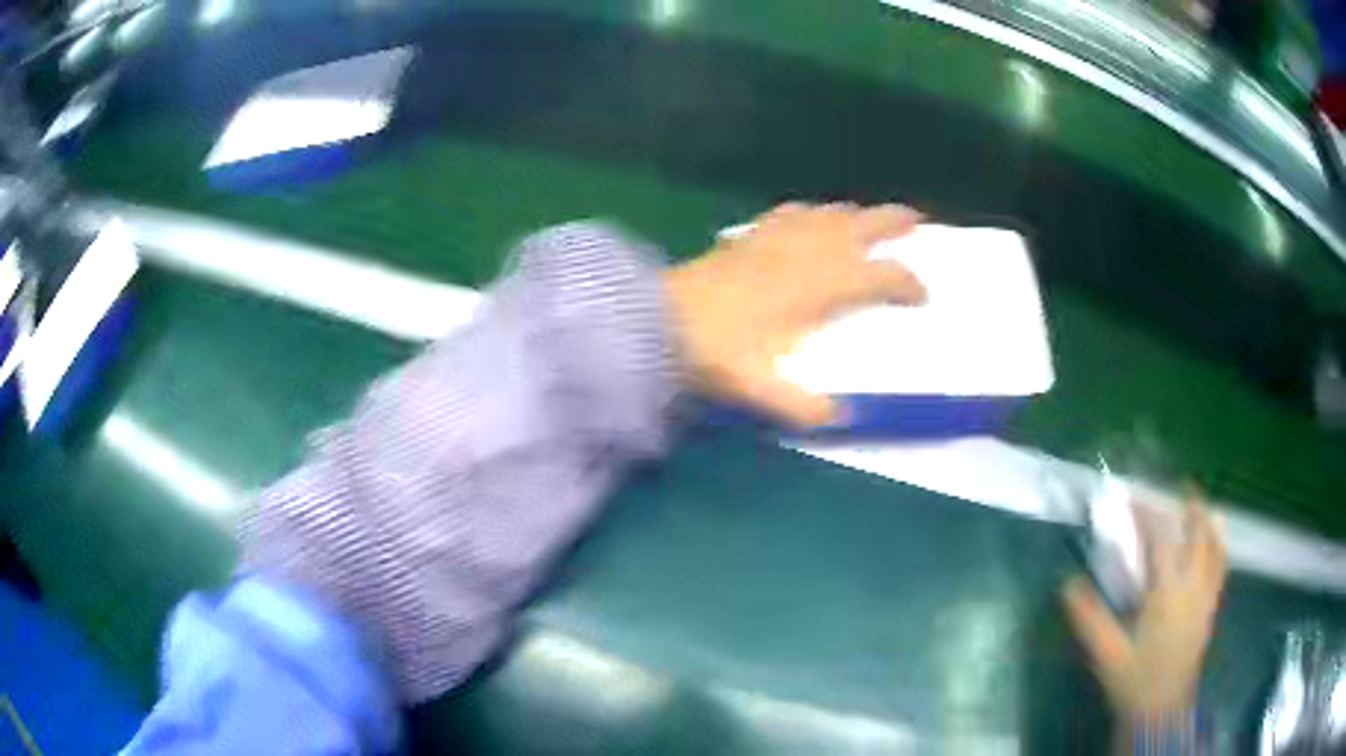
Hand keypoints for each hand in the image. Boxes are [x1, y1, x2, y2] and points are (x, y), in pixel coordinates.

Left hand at [664, 202, 925, 426]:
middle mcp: (801, 255)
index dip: (904, 282)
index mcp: (814, 288)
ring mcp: (772, 240)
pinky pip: (786, 215)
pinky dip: (806, 212)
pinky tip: (806, 215)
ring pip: (823, 215)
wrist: (654, 321)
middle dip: (889, 222)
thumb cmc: (712, 352)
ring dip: (852, 214)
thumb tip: (840, 416)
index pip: (874, 276)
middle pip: (855, 228)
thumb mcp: (758, 388)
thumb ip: (801, 406)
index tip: (922, 294)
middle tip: (915, 220)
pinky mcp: (746, 239)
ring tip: (866, 217)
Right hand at [1063, 499, 1227, 722]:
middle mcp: (1192, 586)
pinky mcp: (1211, 609)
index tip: (1131, 497)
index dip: (1146, 513)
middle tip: (1180, 487)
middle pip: (1198, 533)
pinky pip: (1221, 567)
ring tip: (1200, 507)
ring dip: (1208, 521)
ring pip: (1215, 546)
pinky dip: (1219, 546)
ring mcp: (1206, 597)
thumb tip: (1067, 583)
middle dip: (1190, 506)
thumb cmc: (1135, 682)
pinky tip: (1216, 544)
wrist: (1162, 712)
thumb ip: (1089, 619)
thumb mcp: (1107, 655)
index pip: (1159, 539)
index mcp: (1166, 593)